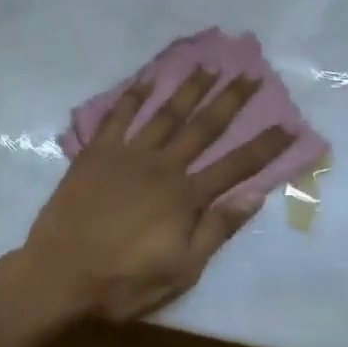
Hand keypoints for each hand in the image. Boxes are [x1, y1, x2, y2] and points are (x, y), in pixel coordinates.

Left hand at [19, 69, 295, 322]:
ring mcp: (127, 155)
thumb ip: (216, 230)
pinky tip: (147, 79)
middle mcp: (162, 166)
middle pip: (204, 127)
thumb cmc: (123, 280)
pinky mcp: (96, 153)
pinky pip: (117, 117)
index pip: (236, 166)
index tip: (289, 124)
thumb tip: (254, 197)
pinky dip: (133, 96)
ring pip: (166, 114)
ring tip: (209, 66)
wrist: (58, 274)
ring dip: (189, 89)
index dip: (265, 146)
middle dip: (230, 100)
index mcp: (185, 197)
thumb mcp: (181, 270)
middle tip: (250, 74)